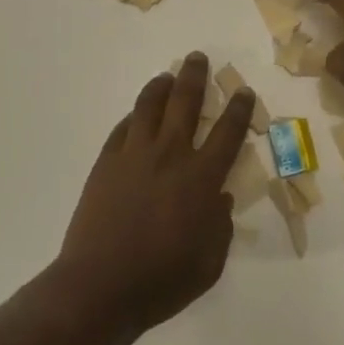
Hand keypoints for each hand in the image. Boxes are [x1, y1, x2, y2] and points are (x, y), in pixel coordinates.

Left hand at [53, 54, 255, 342]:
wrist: (100, 287)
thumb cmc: (162, 281)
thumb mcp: (209, 263)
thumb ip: (220, 227)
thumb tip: (220, 199)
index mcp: (201, 179)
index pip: (228, 133)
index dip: (239, 109)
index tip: (243, 91)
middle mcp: (170, 156)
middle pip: (185, 102)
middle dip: (195, 76)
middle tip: (198, 58)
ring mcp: (133, 155)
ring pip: (149, 106)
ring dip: (161, 86)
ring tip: (167, 76)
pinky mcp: (106, 163)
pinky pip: (122, 128)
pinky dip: (133, 117)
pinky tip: (136, 116)